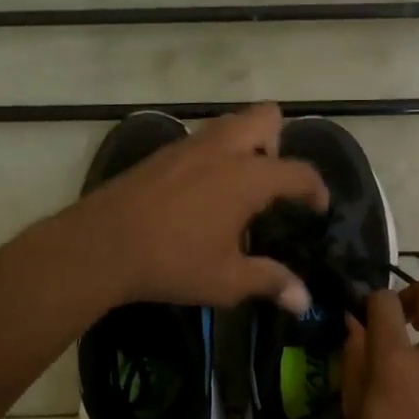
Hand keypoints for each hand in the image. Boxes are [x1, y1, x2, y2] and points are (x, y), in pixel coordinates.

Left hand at [72, 104, 327, 313]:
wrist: (101, 244)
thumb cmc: (172, 262)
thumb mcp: (227, 280)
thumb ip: (270, 282)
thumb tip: (304, 301)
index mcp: (248, 177)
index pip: (298, 171)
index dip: (315, 189)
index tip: (317, 207)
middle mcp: (223, 149)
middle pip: (266, 117)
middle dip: (277, 142)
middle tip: (270, 182)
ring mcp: (189, 145)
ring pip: (230, 123)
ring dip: (244, 143)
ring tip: (237, 186)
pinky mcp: (162, 153)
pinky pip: (201, 139)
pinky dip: (213, 154)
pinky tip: (199, 192)